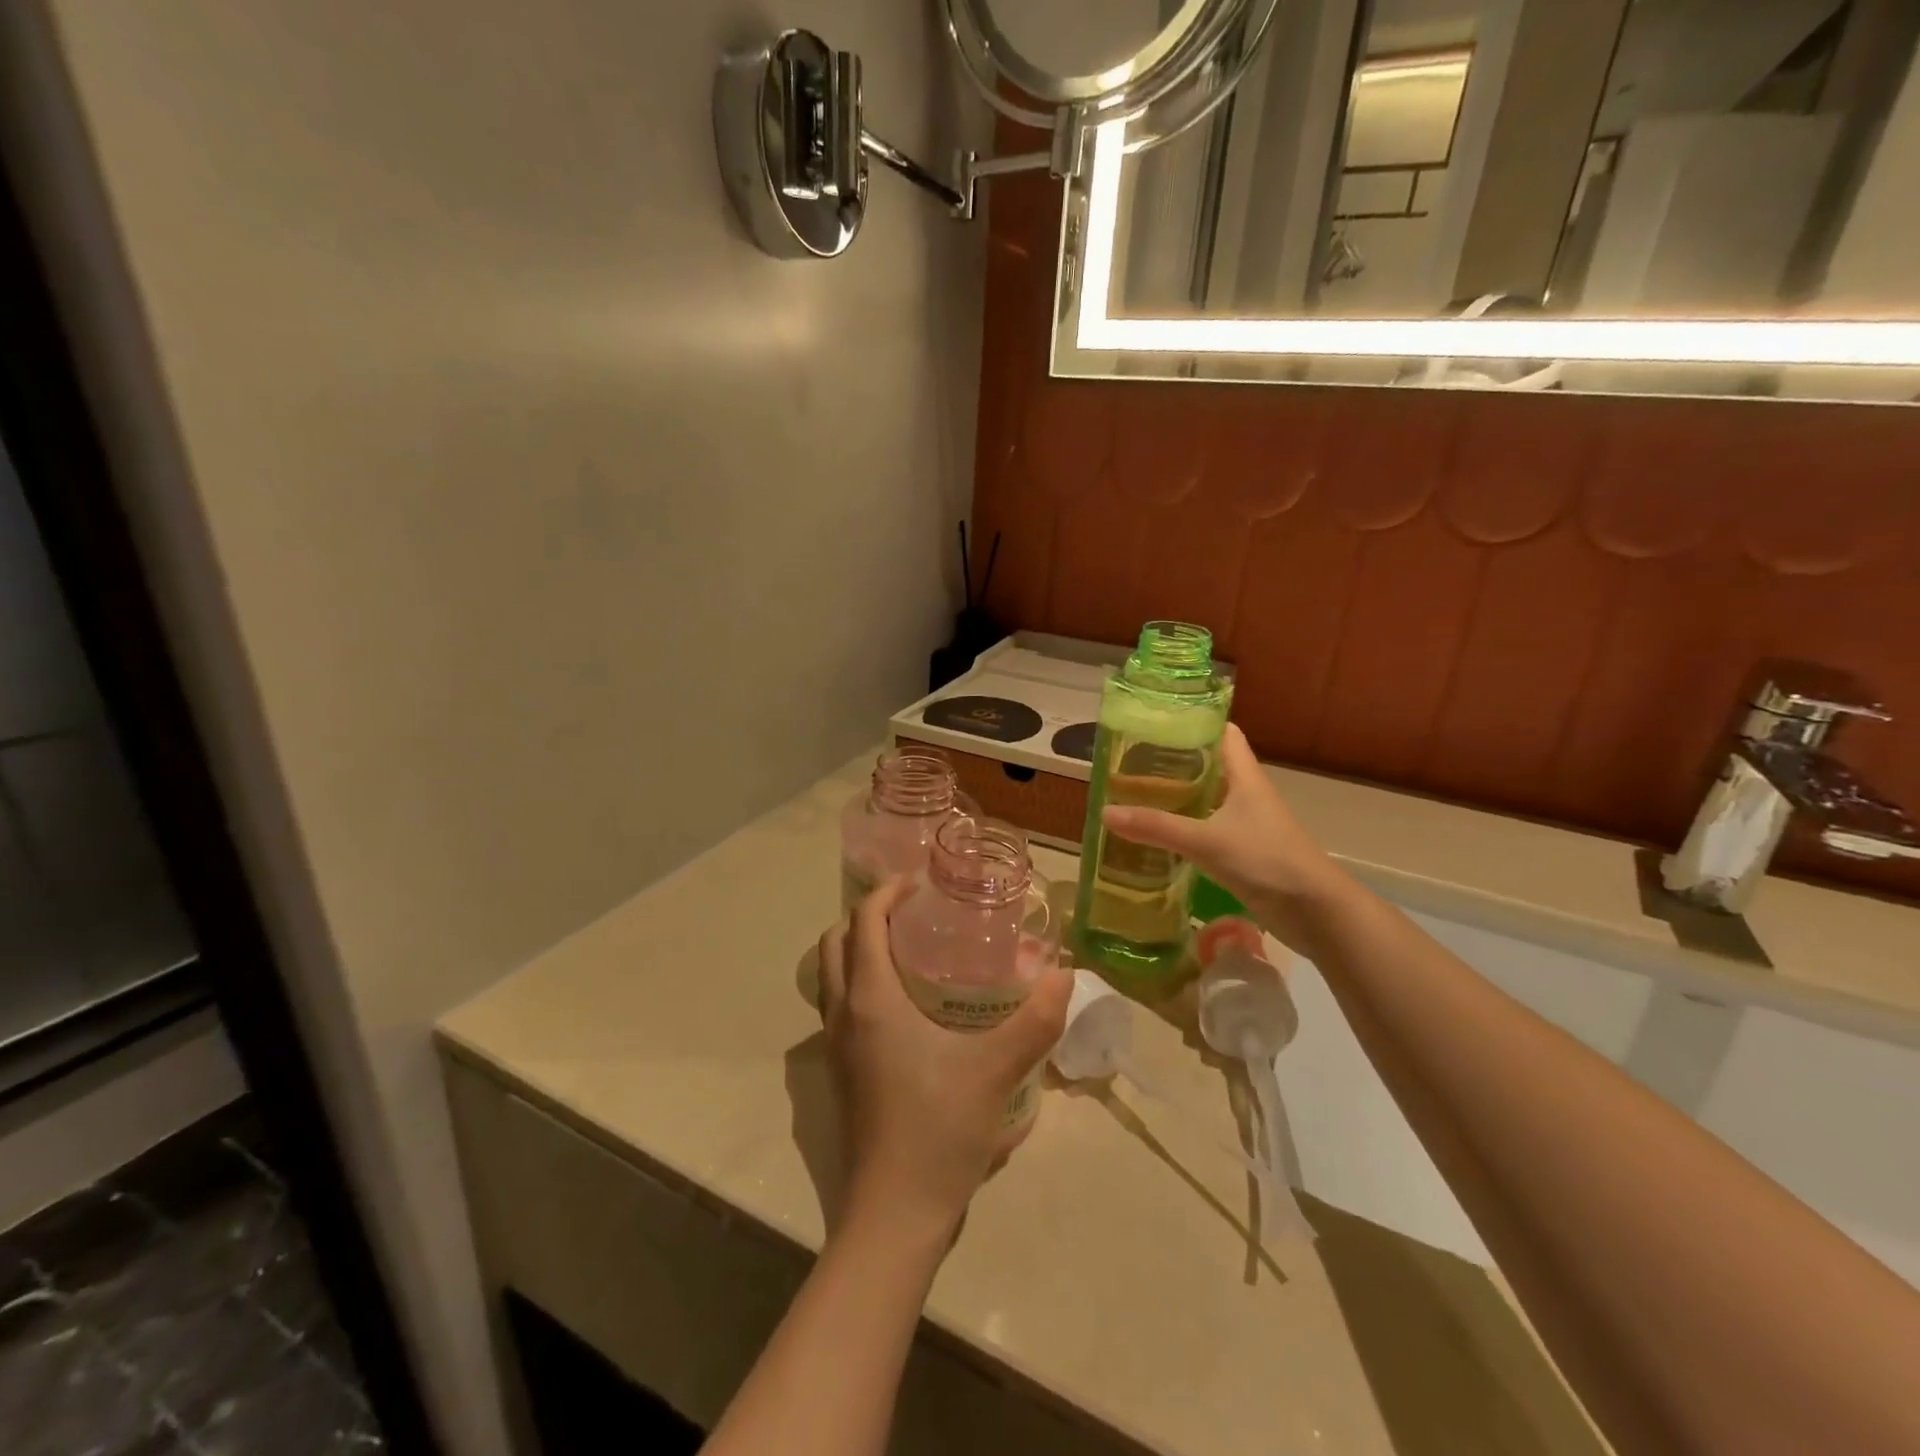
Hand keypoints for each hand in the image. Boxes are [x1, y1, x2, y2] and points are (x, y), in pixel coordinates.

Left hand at [817, 879, 1071, 1241]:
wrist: (894, 1214)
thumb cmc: (939, 1130)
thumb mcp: (996, 1070)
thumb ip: (1035, 1021)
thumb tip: (1066, 976)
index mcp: (871, 999)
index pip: (863, 922)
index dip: (887, 892)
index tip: (920, 883)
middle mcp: (843, 1014)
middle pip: (836, 942)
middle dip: (867, 916)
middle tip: (913, 912)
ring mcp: (835, 1047)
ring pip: (831, 976)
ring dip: (858, 950)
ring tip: (907, 950)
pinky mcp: (840, 1073)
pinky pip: (839, 1006)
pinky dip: (859, 984)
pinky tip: (905, 1006)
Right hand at [1101, 724, 1353, 954]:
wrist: (1315, 912)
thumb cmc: (1267, 860)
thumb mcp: (1207, 841)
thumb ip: (1157, 828)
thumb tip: (1105, 812)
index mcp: (1244, 777)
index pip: (1223, 733)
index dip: (1194, 721)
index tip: (1157, 721)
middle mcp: (1245, 794)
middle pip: (1209, 765)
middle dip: (1174, 760)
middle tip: (1131, 760)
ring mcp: (1246, 824)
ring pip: (1206, 799)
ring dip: (1177, 796)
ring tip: (1135, 793)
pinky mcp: (1242, 852)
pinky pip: (1206, 829)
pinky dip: (1183, 827)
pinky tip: (1157, 835)